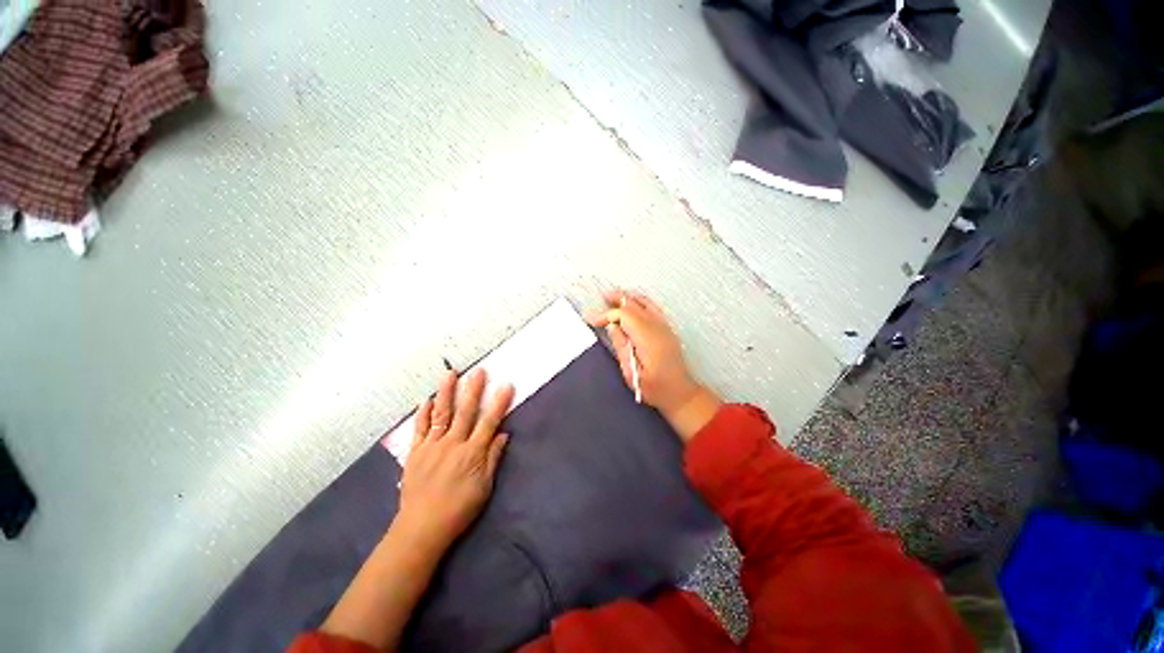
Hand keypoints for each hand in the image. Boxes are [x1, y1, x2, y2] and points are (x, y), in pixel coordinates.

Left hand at [397, 368, 514, 549]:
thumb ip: (493, 458)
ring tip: (450, 374)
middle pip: (465, 412)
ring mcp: (432, 446)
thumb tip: (503, 434)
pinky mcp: (415, 452)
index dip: (498, 403)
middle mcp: (453, 444)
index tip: (506, 385)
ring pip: (441, 414)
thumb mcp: (484, 487)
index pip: (489, 422)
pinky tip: (426, 400)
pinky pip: (420, 429)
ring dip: (446, 392)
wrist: (421, 528)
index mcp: (472, 453)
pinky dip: (423, 413)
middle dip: (473, 390)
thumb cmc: (459, 509)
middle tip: (479, 371)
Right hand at [587, 290, 720, 440]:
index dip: (607, 315)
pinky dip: (640, 302)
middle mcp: (658, 328)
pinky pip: (653, 308)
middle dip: (617, 300)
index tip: (592, 320)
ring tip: (613, 296)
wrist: (680, 393)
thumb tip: (612, 327)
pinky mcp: (667, 329)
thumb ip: (621, 347)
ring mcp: (665, 327)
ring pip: (645, 303)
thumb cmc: (655, 388)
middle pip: (635, 306)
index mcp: (648, 339)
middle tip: (601, 298)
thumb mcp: (632, 374)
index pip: (625, 316)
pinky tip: (633, 303)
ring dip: (628, 298)